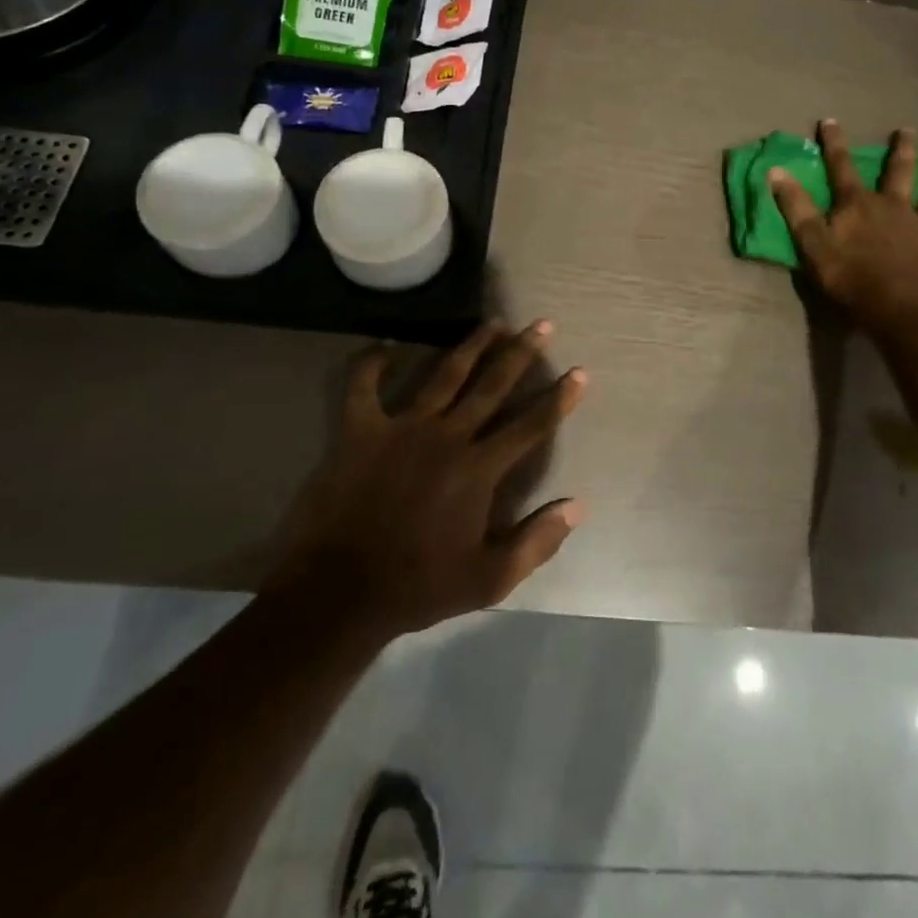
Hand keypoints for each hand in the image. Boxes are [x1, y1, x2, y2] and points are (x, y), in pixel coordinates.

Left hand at [269, 321, 587, 638]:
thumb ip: (537, 542)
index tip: (580, 372)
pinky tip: (387, 346)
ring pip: (444, 374)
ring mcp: (402, 428)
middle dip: (522, 352)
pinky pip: (363, 385)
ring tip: (492, 323)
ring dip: (472, 345)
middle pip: (492, 384)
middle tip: (542, 324)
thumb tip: (578, 506)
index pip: (531, 425)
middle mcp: (447, 436)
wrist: (338, 595)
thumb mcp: (489, 579)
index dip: (559, 398)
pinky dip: (373, 362)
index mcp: (478, 469)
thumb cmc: (418, 586)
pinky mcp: (360, 431)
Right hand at [770, 121, 917, 335]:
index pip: (842, 168)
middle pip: (900, 173)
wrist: (901, 307)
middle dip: (903, 150)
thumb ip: (795, 207)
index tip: (830, 121)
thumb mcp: (812, 243)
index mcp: (859, 205)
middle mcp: (895, 208)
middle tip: (909, 130)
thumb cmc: (851, 276)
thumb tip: (776, 170)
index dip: (834, 145)